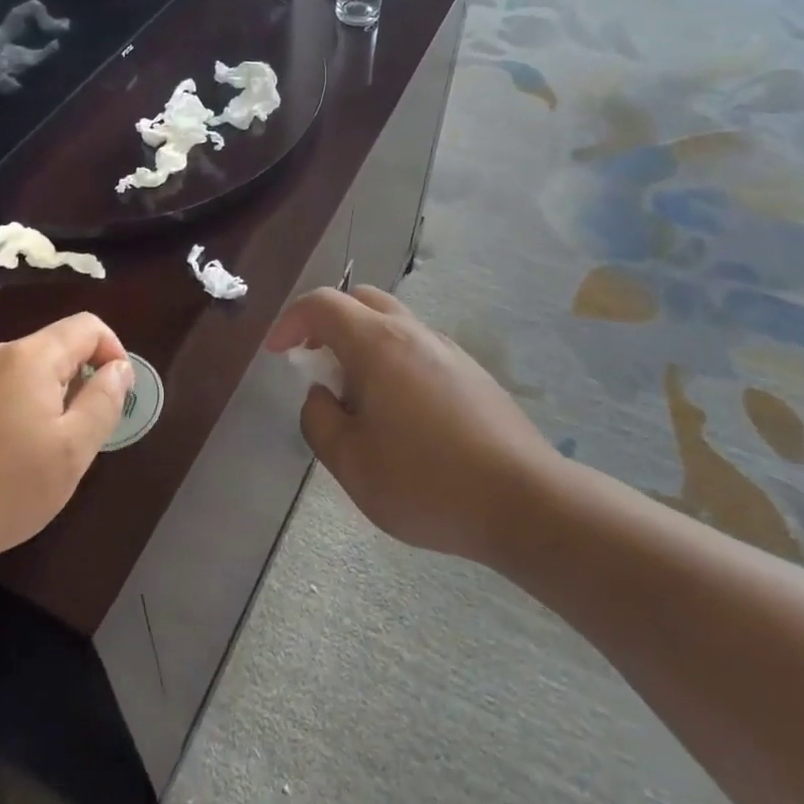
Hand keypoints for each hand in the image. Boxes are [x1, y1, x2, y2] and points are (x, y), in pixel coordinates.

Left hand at [0, 313, 132, 565]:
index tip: (114, 396)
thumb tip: (119, 367)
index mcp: (30, 357)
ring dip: (44, 399)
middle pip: (54, 348)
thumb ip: (104, 400)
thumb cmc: (5, 488)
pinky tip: (0, 456)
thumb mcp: (72, 450)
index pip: (87, 326)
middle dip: (76, 382)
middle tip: (76, 437)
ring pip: (24, 371)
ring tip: (37, 452)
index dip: (113, 352)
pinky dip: (12, 410)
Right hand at [266, 287, 556, 564]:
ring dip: (361, 343)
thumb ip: (318, 420)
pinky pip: (417, 347)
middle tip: (315, 364)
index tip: (278, 354)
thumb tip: (321, 395)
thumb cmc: (427, 483)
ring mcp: (448, 349)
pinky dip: (392, 360)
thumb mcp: (351, 463)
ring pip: (392, 323)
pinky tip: (401, 413)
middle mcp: (412, 332)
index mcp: (377, 344)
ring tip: (357, 398)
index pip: (321, 304)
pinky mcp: (472, 371)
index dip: (290, 321)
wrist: (525, 502)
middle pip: (359, 301)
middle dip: (327, 324)